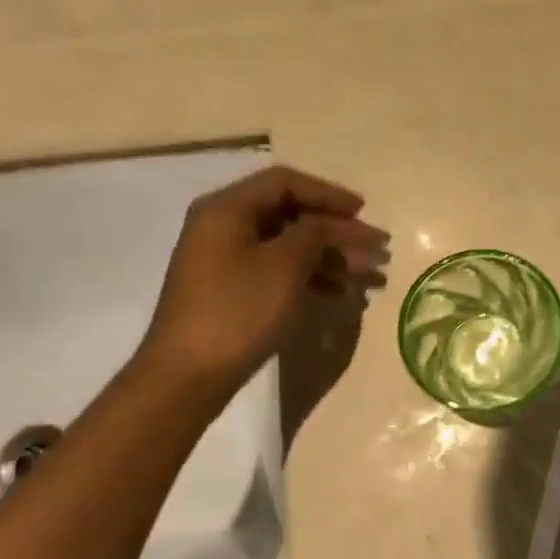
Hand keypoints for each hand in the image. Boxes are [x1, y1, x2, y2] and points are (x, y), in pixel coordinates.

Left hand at [137, 166, 386, 404]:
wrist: (187, 375)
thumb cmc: (238, 312)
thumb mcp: (285, 266)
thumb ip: (316, 233)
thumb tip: (337, 224)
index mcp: (227, 209)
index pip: (285, 182)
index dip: (329, 194)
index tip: (363, 213)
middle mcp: (222, 226)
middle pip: (288, 212)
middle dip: (334, 229)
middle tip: (371, 248)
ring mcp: (223, 260)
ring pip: (286, 244)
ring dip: (327, 255)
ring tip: (365, 275)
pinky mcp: (229, 290)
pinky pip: (276, 269)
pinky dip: (308, 276)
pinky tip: (337, 293)